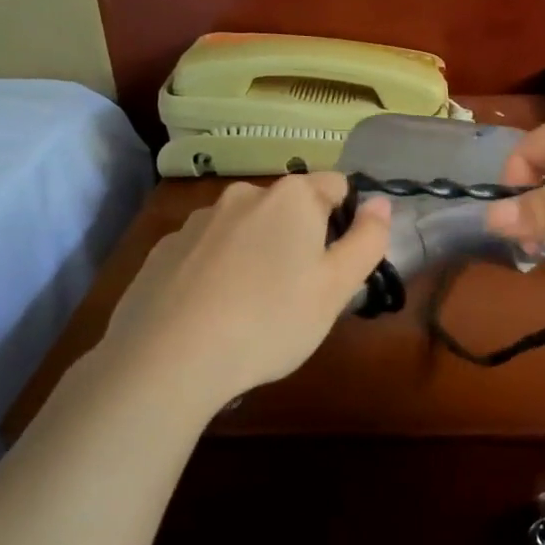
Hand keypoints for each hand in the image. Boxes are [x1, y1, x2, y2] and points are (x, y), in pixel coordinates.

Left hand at [102, 173, 390, 408]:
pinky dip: (217, 270)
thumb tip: (381, 203)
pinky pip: (206, 251)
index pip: (337, 186)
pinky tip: (211, 312)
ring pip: (245, 228)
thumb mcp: (336, 288)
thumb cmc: (270, 320)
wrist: (167, 358)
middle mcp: (243, 194)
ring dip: (257, 252)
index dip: (346, 221)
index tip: (337, 265)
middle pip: (289, 207)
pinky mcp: (163, 250)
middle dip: (299, 238)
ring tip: (252, 308)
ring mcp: (197, 220)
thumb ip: (367, 240)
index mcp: (292, 197)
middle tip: (299, 293)